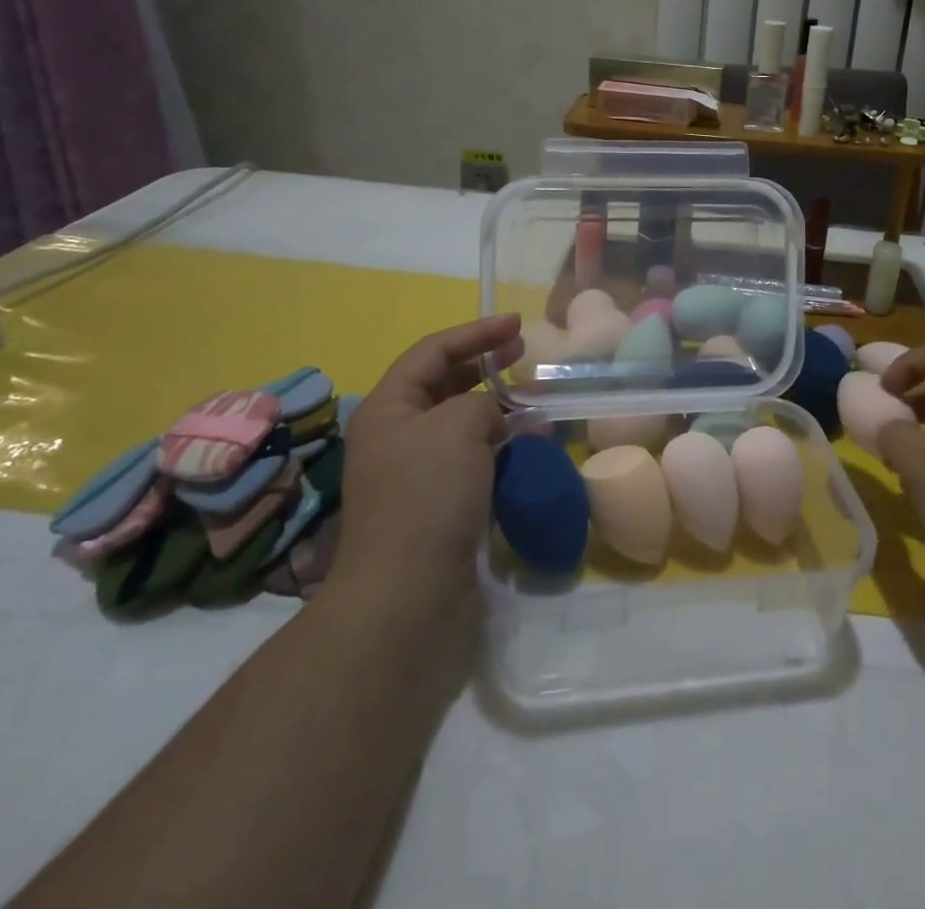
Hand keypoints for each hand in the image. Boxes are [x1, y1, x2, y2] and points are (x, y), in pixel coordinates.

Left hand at [324, 315, 523, 616]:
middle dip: (485, 366)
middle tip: (525, 355)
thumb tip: (498, 419)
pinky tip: (530, 448)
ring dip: (498, 409)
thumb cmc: (427, 497)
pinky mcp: (438, 507)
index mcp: (388, 408)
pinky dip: (501, 448)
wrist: (407, 599)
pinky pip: (472, 461)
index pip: (433, 351)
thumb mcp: (458, 427)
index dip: (476, 332)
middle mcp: (397, 435)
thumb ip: (484, 404)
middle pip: (444, 384)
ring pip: (461, 425)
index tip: (518, 325)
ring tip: (536, 402)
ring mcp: (416, 474)